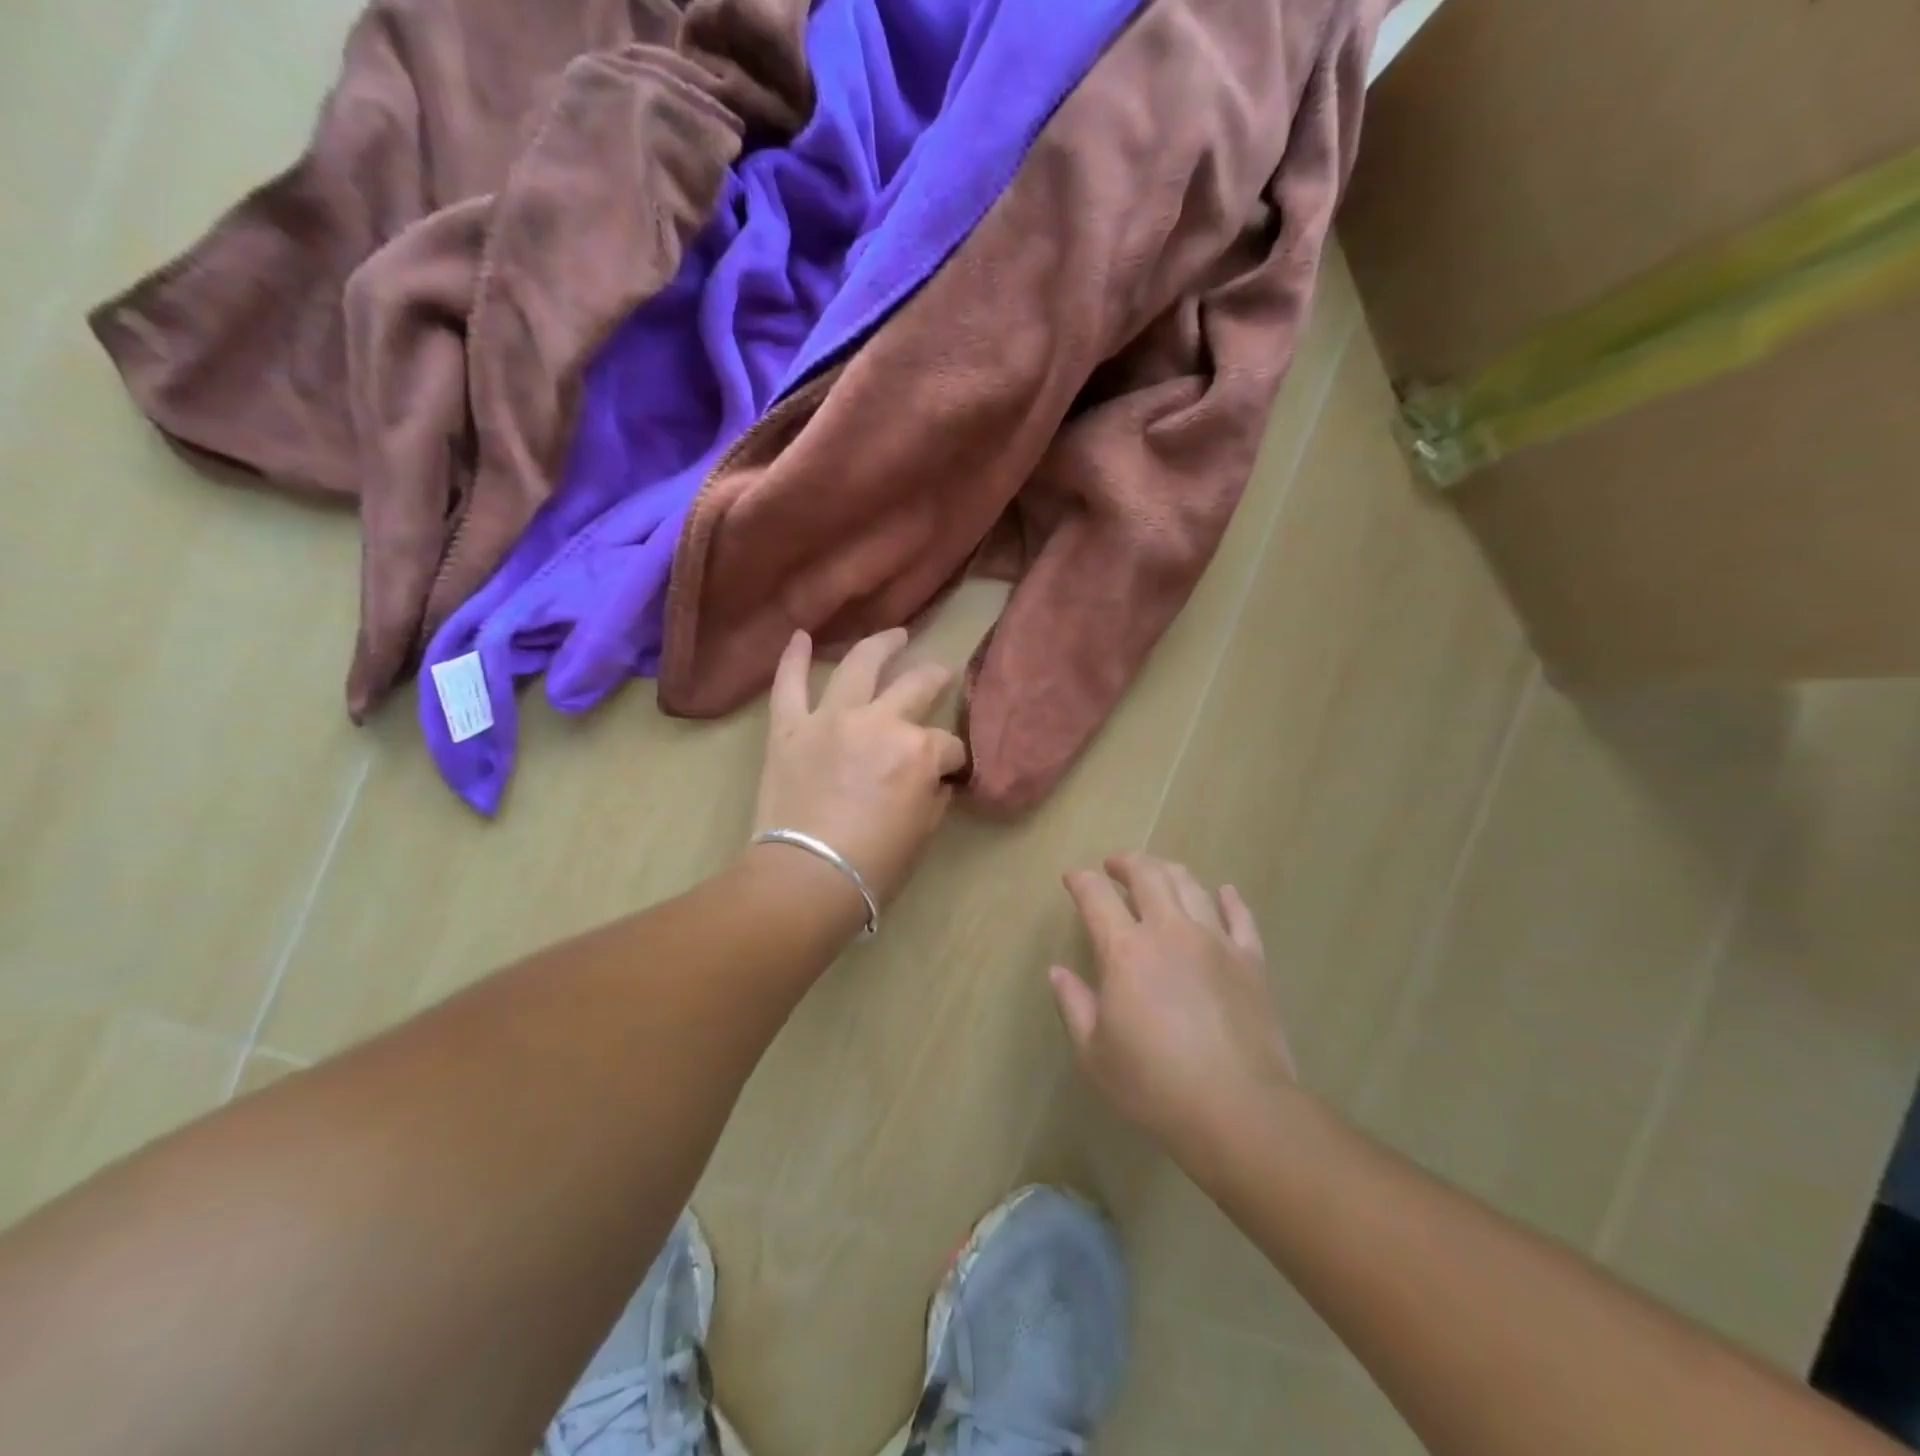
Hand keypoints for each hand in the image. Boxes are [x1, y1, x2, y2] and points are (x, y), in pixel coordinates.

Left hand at [752, 628, 967, 905]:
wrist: (807, 878)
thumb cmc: (875, 865)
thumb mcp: (923, 832)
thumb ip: (932, 795)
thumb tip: (933, 780)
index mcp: (919, 751)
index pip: (949, 747)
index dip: (954, 760)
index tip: (950, 773)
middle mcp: (880, 722)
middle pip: (916, 687)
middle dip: (934, 678)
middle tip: (940, 673)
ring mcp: (832, 719)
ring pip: (860, 666)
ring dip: (881, 645)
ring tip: (895, 634)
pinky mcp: (790, 728)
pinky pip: (788, 686)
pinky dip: (792, 659)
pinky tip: (800, 636)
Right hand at [1049, 854, 1297, 1157]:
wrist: (1238, 1109)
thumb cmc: (1154, 1085)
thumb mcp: (1094, 1053)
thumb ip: (1074, 1005)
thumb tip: (1057, 972)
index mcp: (1125, 950)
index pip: (1096, 896)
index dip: (1081, 881)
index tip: (1073, 878)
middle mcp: (1170, 930)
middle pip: (1148, 875)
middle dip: (1127, 862)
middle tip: (1115, 866)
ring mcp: (1215, 940)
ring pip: (1191, 885)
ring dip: (1169, 871)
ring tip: (1158, 873)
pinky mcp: (1251, 959)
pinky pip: (1240, 916)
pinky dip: (1229, 898)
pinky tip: (1223, 892)